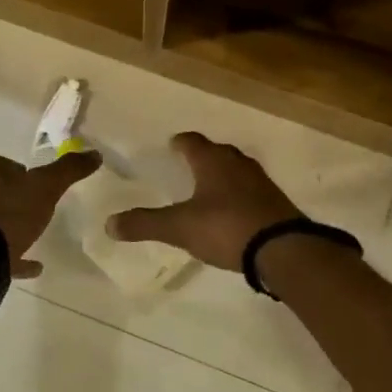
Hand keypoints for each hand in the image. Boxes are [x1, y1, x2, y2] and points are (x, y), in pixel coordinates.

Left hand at [0, 151, 102, 278]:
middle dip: (13, 196)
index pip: (5, 163)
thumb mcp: (47, 186)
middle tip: (37, 206)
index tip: (39, 183)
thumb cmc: (11, 210)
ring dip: (9, 225)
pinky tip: (34, 266)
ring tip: (33, 234)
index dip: (23, 171)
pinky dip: (13, 255)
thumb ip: (69, 169)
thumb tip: (95, 154)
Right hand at [106, 132, 302, 270]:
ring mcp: (261, 182)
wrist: (283, 249)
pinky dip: (239, 194)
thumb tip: (108, 224)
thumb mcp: (179, 228)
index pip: (192, 142)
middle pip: (218, 152)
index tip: (172, 144)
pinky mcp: (275, 202)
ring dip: (224, 174)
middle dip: (204, 156)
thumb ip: (145, 224)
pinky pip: (252, 190)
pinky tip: (233, 210)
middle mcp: (238, 164)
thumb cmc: (226, 228)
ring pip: (237, 169)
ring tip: (210, 186)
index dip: (180, 143)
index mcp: (212, 162)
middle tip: (189, 163)